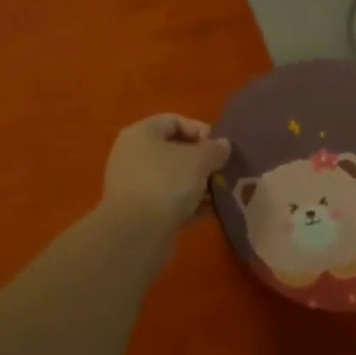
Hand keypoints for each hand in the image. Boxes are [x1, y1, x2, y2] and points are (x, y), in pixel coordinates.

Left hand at [101, 114, 230, 234]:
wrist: (137, 234)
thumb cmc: (166, 182)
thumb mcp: (198, 160)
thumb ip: (214, 149)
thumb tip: (222, 144)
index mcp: (141, 134)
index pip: (173, 121)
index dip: (198, 129)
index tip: (219, 146)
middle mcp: (133, 155)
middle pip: (172, 150)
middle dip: (201, 160)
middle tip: (222, 169)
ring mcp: (134, 185)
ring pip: (172, 178)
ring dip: (197, 184)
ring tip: (221, 192)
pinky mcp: (139, 213)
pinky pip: (168, 201)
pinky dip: (188, 204)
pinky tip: (210, 211)